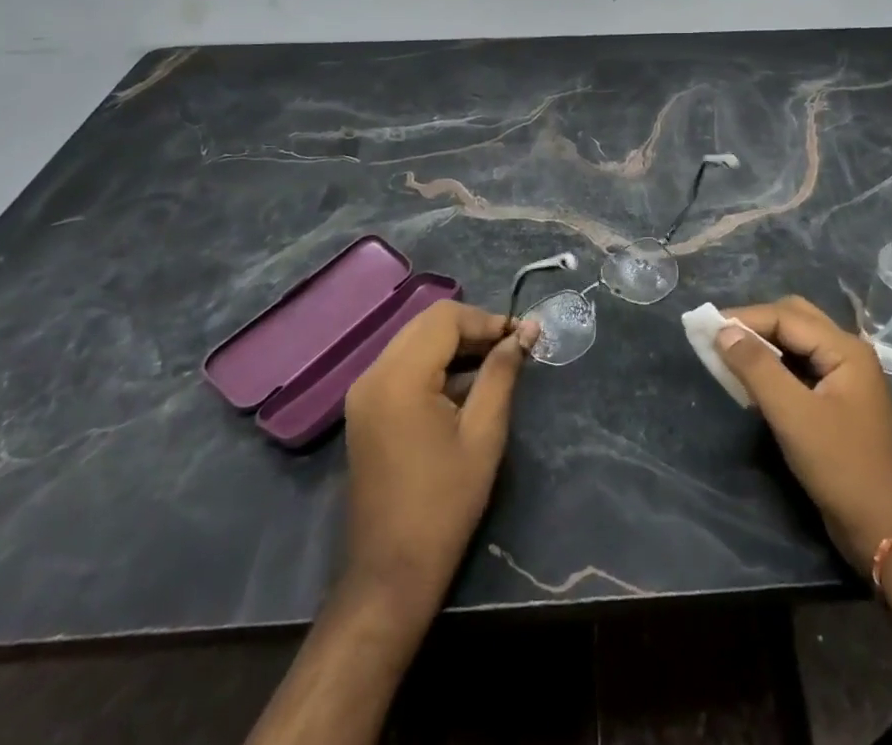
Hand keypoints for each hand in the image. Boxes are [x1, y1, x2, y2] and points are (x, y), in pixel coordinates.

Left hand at [341, 300, 537, 609]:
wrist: (390, 573)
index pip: (445, 317)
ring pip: (414, 340)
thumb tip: (527, 330)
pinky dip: (434, 364)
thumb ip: (502, 372)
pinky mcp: (365, 409)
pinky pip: (403, 365)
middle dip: (471, 328)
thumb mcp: (484, 433)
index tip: (521, 338)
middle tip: (510, 348)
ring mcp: (363, 392)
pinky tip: (463, 387)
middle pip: (427, 323)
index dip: (486, 319)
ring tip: (494, 365)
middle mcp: (373, 373)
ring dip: (454, 345)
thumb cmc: (444, 503)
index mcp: (399, 377)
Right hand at [718, 295, 891, 569]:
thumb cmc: (842, 467)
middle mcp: (848, 353)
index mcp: (845, 349)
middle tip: (720, 337)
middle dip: (755, 324)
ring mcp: (845, 378)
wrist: (886, 530)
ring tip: (729, 354)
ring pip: (797, 343)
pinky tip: (753, 381)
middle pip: (794, 319)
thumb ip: (757, 368)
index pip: (786, 316)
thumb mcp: (793, 416)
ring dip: (764, 344)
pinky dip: (775, 366)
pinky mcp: (838, 401)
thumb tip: (723, 331)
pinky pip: (801, 367)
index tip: (706, 326)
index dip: (745, 318)